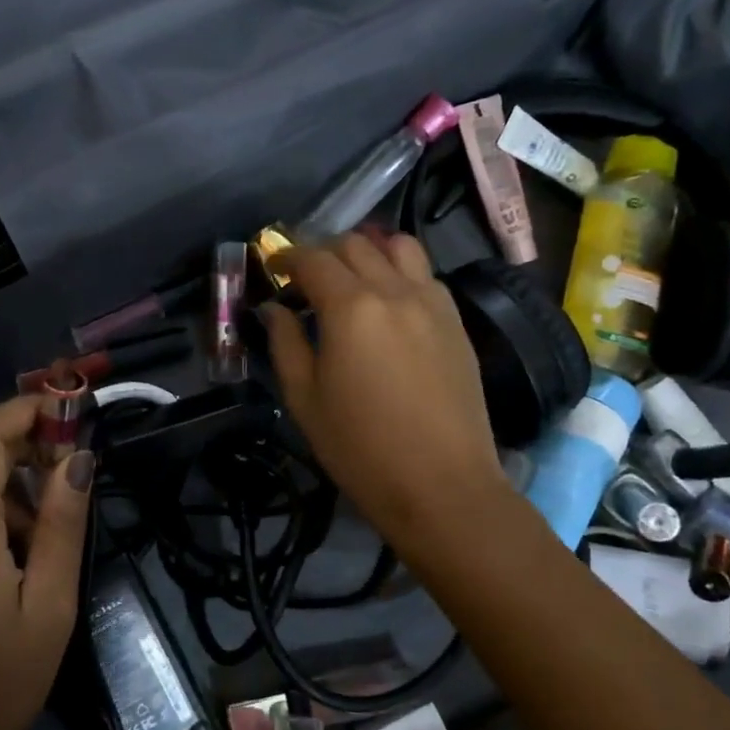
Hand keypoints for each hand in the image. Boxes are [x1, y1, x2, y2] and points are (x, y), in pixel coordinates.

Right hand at [263, 233, 507, 557]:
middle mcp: (394, 291)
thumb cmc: (360, 448)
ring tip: (352, 279)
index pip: (313, 259)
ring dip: (368, 251)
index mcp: (351, 308)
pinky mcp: (456, 321)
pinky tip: (389, 303)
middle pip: (355, 244)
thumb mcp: (304, 399)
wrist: (441, 485)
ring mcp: (432, 302)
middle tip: (306, 280)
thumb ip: (285, 343)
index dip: (287, 257)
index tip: (273, 269)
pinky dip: (399, 271)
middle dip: (323, 252)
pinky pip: (424, 274)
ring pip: (398, 246)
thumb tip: (274, 309)